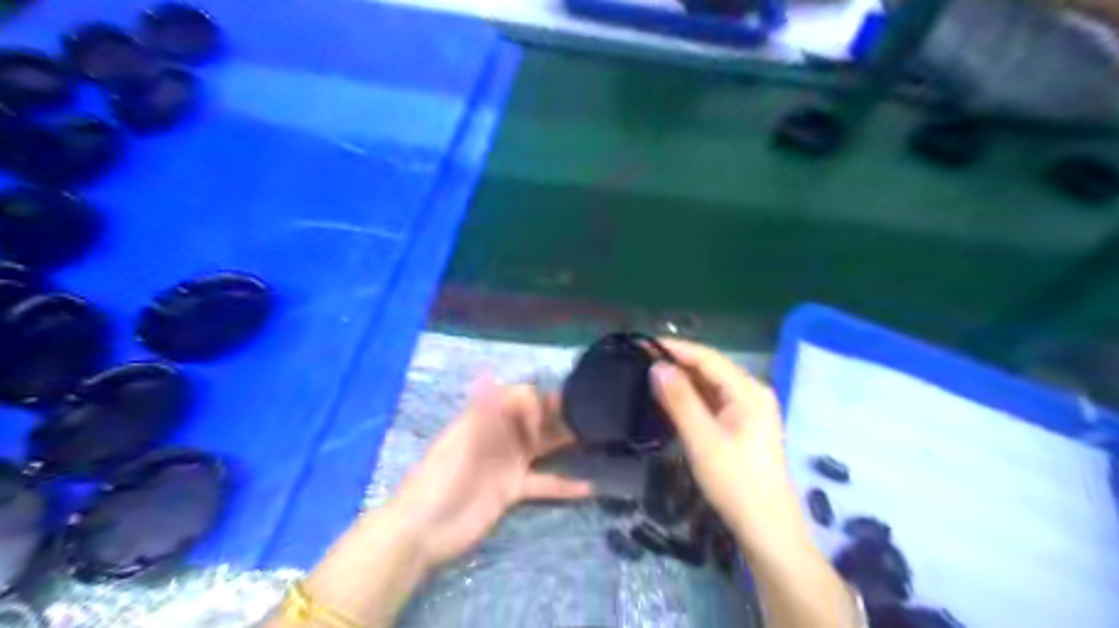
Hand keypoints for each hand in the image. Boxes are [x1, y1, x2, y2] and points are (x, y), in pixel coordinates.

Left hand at [391, 378, 588, 568]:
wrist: (422, 531)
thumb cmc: (440, 479)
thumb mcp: (460, 442)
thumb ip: (481, 410)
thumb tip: (487, 371)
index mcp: (486, 418)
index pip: (519, 397)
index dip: (534, 404)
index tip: (539, 424)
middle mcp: (501, 436)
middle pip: (535, 418)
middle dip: (560, 414)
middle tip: (592, 415)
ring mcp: (508, 463)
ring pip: (543, 446)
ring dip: (567, 442)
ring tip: (598, 437)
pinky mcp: (513, 490)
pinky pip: (544, 483)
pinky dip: (565, 485)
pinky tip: (590, 486)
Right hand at [653, 339, 809, 553]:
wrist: (766, 528)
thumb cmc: (735, 482)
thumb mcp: (703, 440)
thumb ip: (680, 400)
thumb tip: (657, 366)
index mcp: (749, 391)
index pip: (707, 358)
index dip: (675, 348)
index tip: (642, 344)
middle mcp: (751, 392)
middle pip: (710, 368)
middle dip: (676, 362)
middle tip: (640, 359)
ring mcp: (748, 409)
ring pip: (710, 384)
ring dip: (681, 379)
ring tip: (648, 374)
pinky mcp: (742, 424)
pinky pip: (712, 400)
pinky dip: (690, 397)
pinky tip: (669, 398)